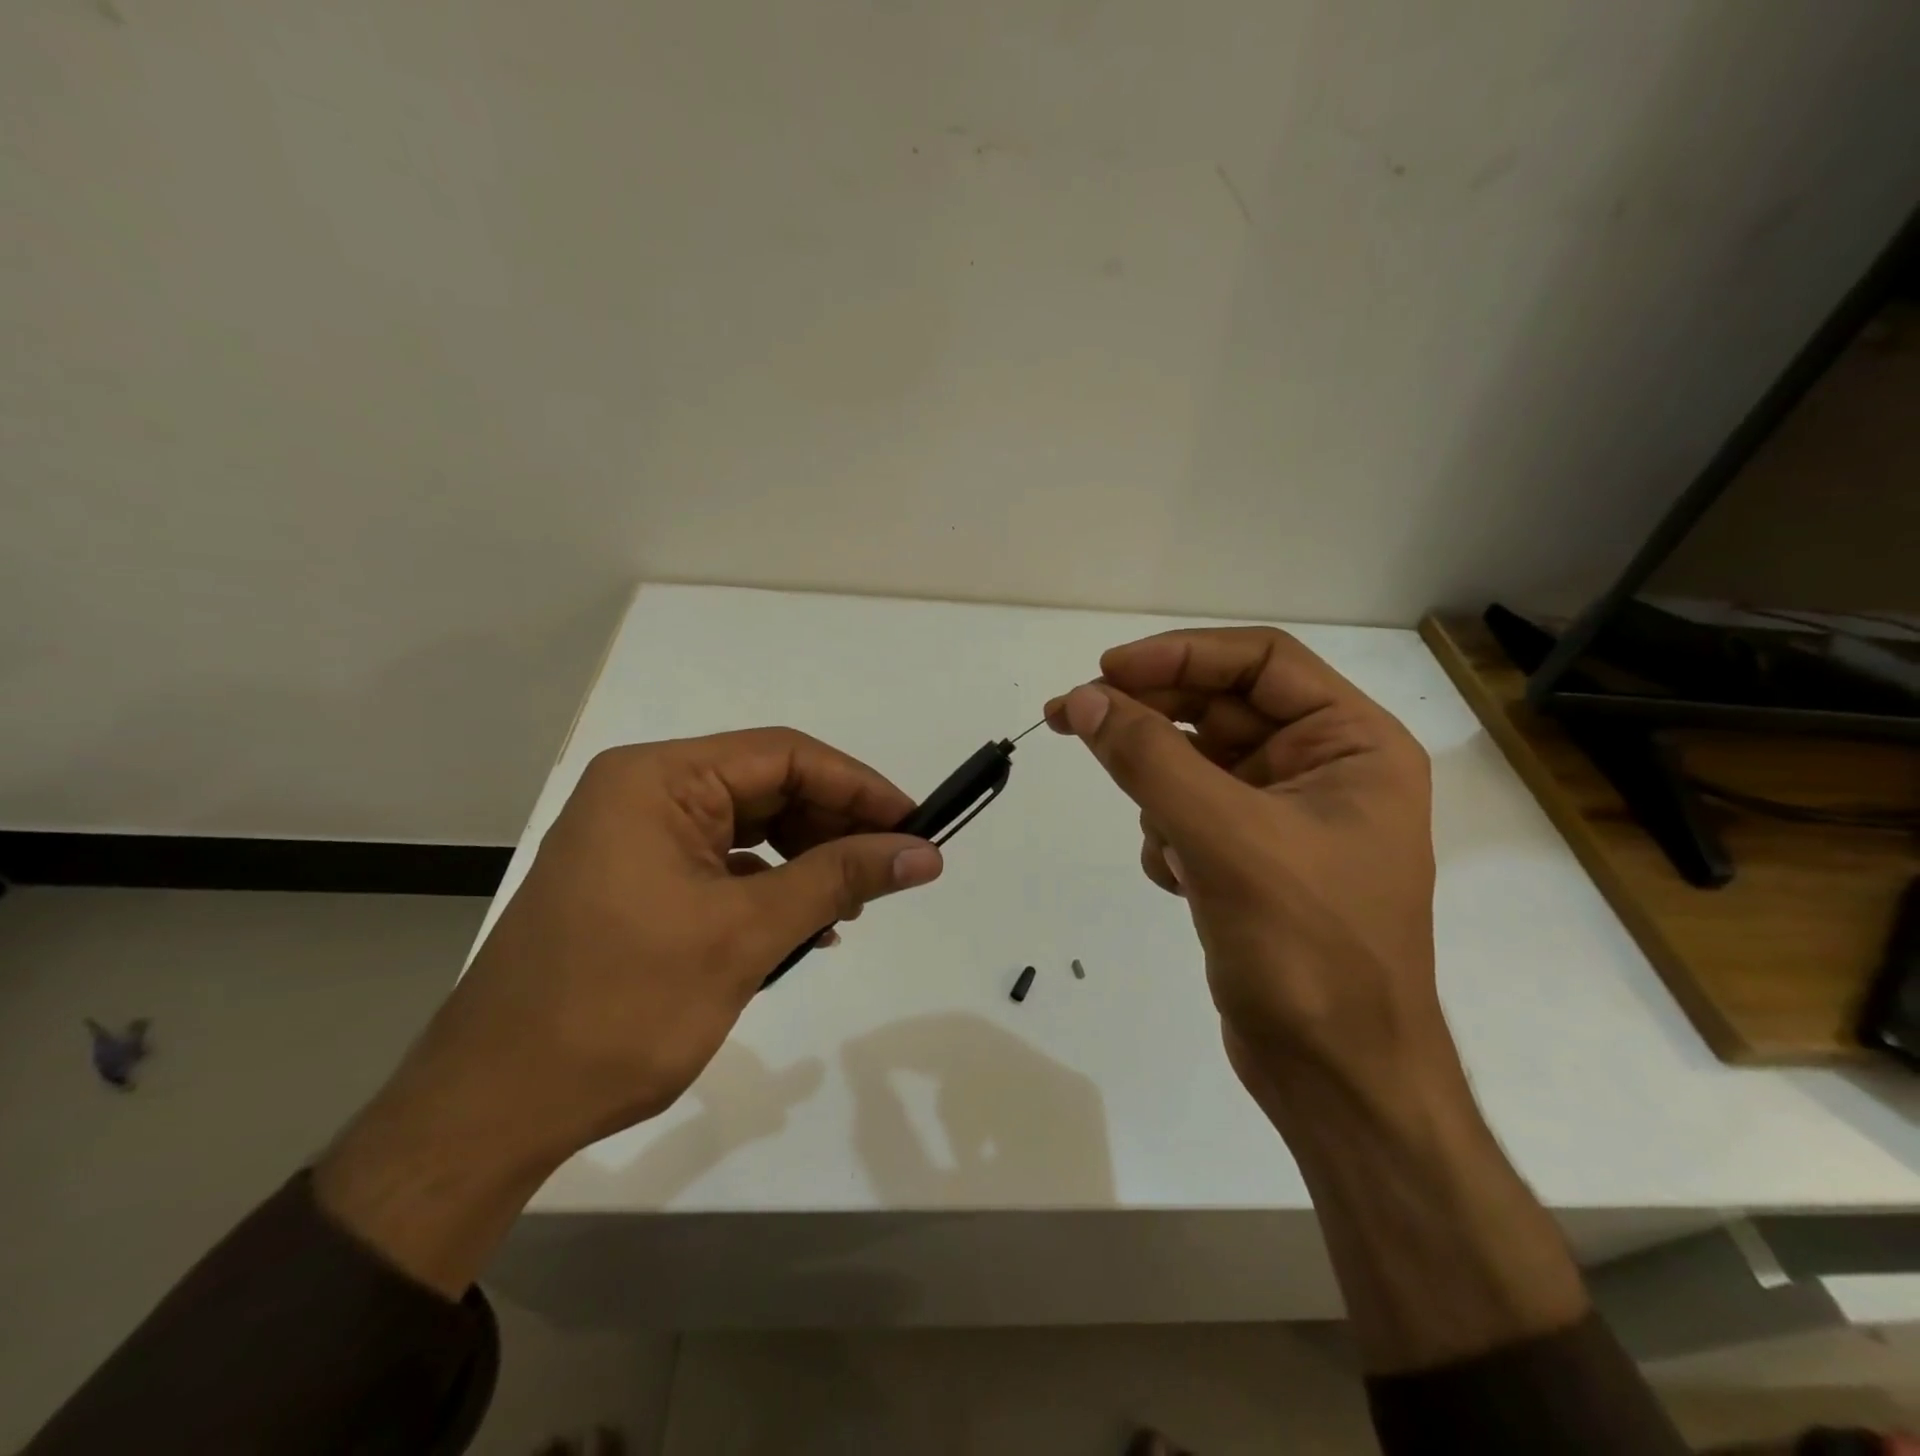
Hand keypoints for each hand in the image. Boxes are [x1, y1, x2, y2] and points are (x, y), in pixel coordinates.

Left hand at [316, 728, 942, 1293]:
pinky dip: (771, 887)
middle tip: (891, 867)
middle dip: (834, 824)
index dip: (858, 787)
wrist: (494, 1108)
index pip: (784, 755)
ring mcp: (637, 839)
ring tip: (853, 903)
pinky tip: (807, 925)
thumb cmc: (620, 1007)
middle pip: (767, 786)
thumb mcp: (744, 934)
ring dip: (807, 858)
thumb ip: (839, 880)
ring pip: (750, 827)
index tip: (916, 825)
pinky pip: (724, 865)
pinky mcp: (637, 882)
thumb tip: (925, 852)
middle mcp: (644, 793)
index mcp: (658, 780)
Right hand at [1045, 627, 1442, 1107]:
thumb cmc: (1306, 950)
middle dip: (1149, 717)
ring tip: (1165, 843)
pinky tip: (1179, 882)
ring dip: (1160, 792)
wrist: (1335, 1076)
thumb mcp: (1225, 838)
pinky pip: (1189, 813)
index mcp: (1353, 744)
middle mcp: (1324, 768)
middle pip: (1219, 709)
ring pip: (1194, 763)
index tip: (1104, 672)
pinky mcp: (1250, 858)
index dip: (1180, 655)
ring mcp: (1285, 816)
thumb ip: (1150, 759)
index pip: (1260, 660)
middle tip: (1069, 717)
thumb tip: (1082, 699)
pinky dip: (1169, 835)